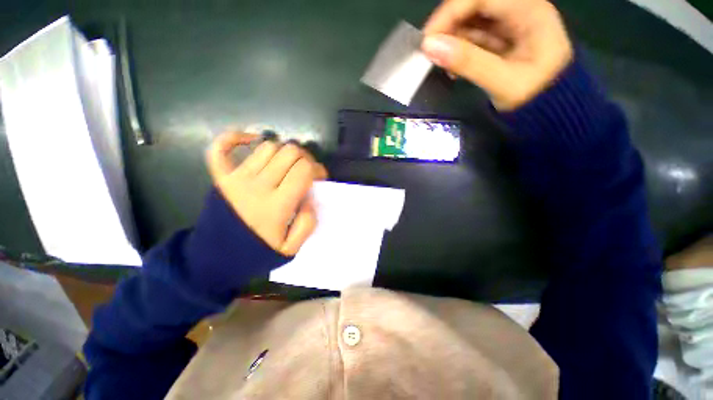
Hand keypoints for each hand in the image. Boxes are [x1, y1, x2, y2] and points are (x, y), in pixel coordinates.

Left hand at [206, 132, 327, 255]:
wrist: (217, 258)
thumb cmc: (257, 252)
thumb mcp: (291, 249)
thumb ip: (307, 224)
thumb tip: (309, 198)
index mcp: (277, 205)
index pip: (304, 170)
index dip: (318, 169)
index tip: (320, 177)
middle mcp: (258, 185)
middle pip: (290, 152)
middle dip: (305, 158)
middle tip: (306, 171)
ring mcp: (236, 178)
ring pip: (268, 146)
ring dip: (283, 151)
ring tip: (287, 164)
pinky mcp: (220, 176)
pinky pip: (222, 147)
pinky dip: (236, 137)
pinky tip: (251, 140)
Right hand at [421, 0, 572, 110]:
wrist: (549, 109)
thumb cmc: (535, 97)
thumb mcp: (503, 82)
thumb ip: (469, 63)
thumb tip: (430, 47)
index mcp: (530, 11)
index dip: (450, 13)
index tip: (427, 39)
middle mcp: (519, 9)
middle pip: (475, 5)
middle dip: (449, 27)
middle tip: (430, 53)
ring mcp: (509, 23)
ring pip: (471, 21)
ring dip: (451, 40)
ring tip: (440, 64)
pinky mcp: (500, 37)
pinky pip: (472, 36)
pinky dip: (458, 50)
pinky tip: (452, 66)